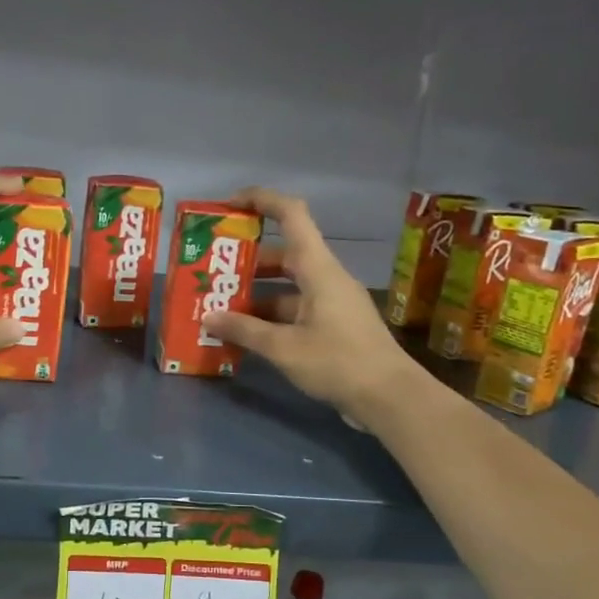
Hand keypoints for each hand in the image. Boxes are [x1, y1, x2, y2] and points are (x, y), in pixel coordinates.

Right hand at [201, 188, 422, 425]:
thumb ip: (244, 330)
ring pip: (286, 285)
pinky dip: (269, 316)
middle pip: (283, 253)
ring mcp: (331, 302)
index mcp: (318, 269)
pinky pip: (294, 309)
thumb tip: (208, 317)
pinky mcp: (333, 326)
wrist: (391, 399)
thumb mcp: (284, 348)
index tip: (228, 205)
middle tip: (212, 270)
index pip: (292, 215)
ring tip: (219, 307)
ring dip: (254, 293)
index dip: (261, 200)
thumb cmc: (338, 362)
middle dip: (246, 259)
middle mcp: (325, 278)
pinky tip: (244, 334)